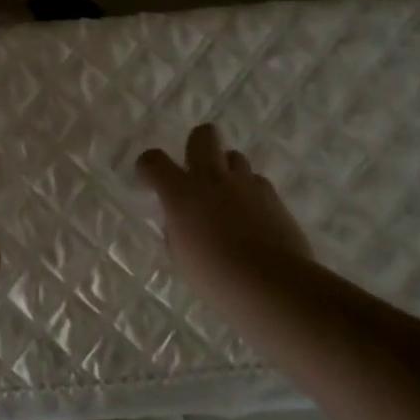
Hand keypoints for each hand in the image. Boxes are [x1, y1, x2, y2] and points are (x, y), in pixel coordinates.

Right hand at [137, 123, 313, 306]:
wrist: (271, 283)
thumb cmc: (216, 276)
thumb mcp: (181, 256)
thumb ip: (177, 230)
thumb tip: (181, 221)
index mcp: (181, 193)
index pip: (153, 160)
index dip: (147, 167)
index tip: (150, 182)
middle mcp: (212, 178)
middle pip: (203, 135)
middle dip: (196, 145)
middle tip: (196, 171)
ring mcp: (245, 183)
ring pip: (234, 156)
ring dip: (226, 171)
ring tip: (227, 198)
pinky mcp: (272, 195)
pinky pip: (257, 181)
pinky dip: (250, 192)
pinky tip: (252, 216)